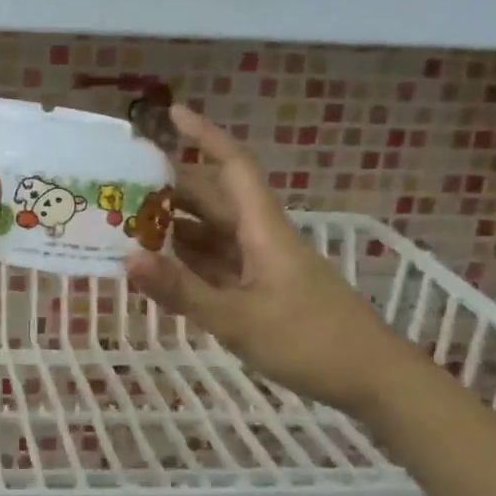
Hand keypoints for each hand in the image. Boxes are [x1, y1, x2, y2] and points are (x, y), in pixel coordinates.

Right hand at [126, 106, 413, 415]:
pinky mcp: (261, 290)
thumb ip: (182, 290)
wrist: (374, 381)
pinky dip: (187, 259)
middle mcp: (260, 237)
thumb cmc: (311, 342)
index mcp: (263, 230)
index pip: (232, 167)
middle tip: (121, 185)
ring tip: (126, 224)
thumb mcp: (238, 320)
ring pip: (211, 232)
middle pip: (213, 199)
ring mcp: (261, 265)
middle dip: (170, 188)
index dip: (204, 136)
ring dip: (174, 226)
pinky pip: (216, 262)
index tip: (171, 114)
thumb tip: (127, 259)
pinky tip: (159, 266)